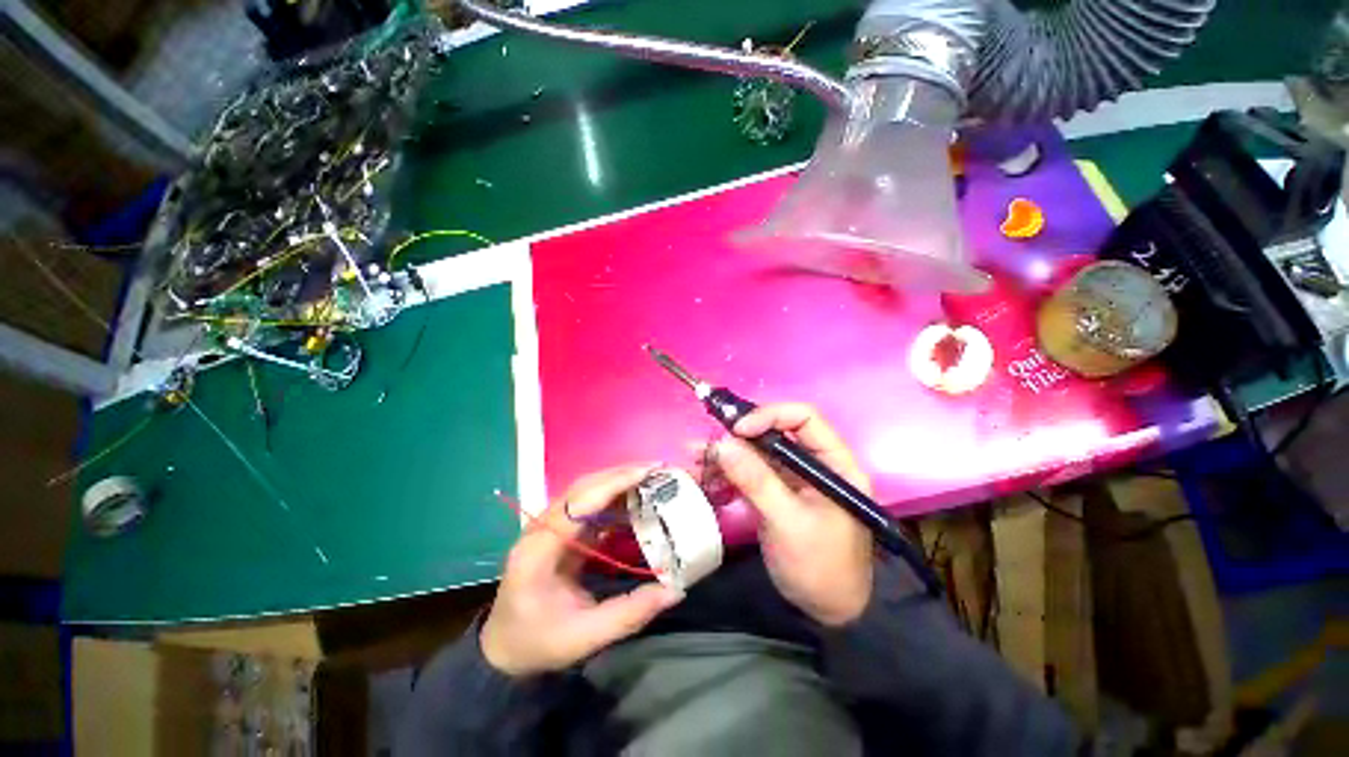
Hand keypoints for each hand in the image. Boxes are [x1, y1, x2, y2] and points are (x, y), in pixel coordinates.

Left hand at [481, 466, 683, 676]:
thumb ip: (629, 613)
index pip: (578, 504)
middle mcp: (539, 528)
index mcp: (538, 550)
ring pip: (584, 490)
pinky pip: (587, 503)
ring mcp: (547, 525)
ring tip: (650, 478)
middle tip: (657, 470)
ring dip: (617, 480)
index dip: (613, 484)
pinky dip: (612, 496)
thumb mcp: (584, 637)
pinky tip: (633, 499)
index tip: (647, 474)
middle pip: (582, 488)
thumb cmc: (538, 643)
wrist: (503, 648)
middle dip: (620, 474)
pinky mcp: (557, 529)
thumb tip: (674, 589)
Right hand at [715, 404, 873, 626]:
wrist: (826, 611)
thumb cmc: (820, 566)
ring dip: (726, 454)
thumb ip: (757, 481)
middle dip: (738, 437)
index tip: (737, 429)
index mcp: (833, 462)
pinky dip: (727, 473)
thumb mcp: (789, 522)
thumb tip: (723, 444)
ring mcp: (791, 477)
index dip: (770, 415)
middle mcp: (812, 462)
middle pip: (774, 432)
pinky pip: (748, 473)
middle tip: (707, 445)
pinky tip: (706, 477)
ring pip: (756, 452)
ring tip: (696, 457)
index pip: (803, 418)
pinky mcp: (774, 492)